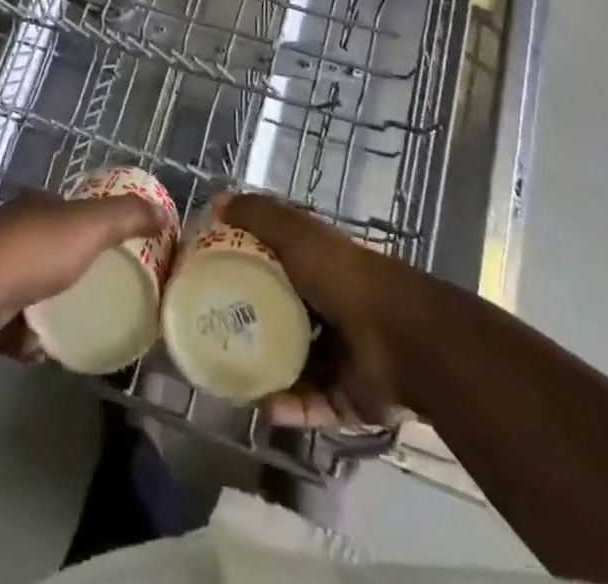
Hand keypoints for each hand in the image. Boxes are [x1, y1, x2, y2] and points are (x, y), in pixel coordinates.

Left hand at [0, 190, 168, 344]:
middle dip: (62, 264)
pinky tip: (37, 348)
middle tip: (91, 289)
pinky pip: (5, 318)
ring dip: (41, 300)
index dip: (85, 223)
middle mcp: (9, 229)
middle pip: (42, 243)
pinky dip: (21, 332)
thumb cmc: (38, 248)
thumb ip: (128, 216)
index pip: (65, 208)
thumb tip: (164, 214)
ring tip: (67, 322)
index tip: (105, 247)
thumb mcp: (92, 225)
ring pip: (22, 281)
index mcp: (37, 205)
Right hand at [212, 191, 425, 425]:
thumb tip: (215, 201)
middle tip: (212, 335)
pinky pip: (310, 403)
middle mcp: (327, 305)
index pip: (274, 263)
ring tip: (230, 378)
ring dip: (264, 373)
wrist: (400, 337)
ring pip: (292, 364)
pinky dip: (288, 407)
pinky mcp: (347, 396)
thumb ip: (257, 214)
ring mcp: (339, 353)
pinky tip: (262, 407)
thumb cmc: (341, 275)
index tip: (208, 279)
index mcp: (316, 265)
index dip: (243, 267)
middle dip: (248, 326)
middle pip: (279, 315)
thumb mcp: (295, 232)